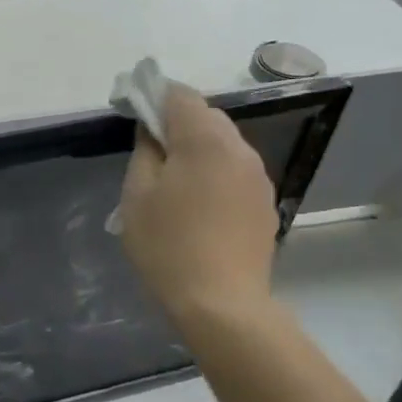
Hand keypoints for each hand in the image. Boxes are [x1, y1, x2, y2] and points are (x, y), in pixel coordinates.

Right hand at [117, 85, 281, 332]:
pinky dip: (216, 174)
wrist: (222, 305)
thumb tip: (153, 131)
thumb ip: (144, 152)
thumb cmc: (168, 247)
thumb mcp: (136, 196)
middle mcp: (239, 149)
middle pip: (206, 117)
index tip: (135, 114)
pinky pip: (235, 171)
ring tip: (175, 184)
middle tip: (151, 155)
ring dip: (198, 150)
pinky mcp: (266, 203)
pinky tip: (200, 207)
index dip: (155, 97)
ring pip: (224, 144)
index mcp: (204, 141)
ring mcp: (258, 177)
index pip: (180, 96)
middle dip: (178, 124)